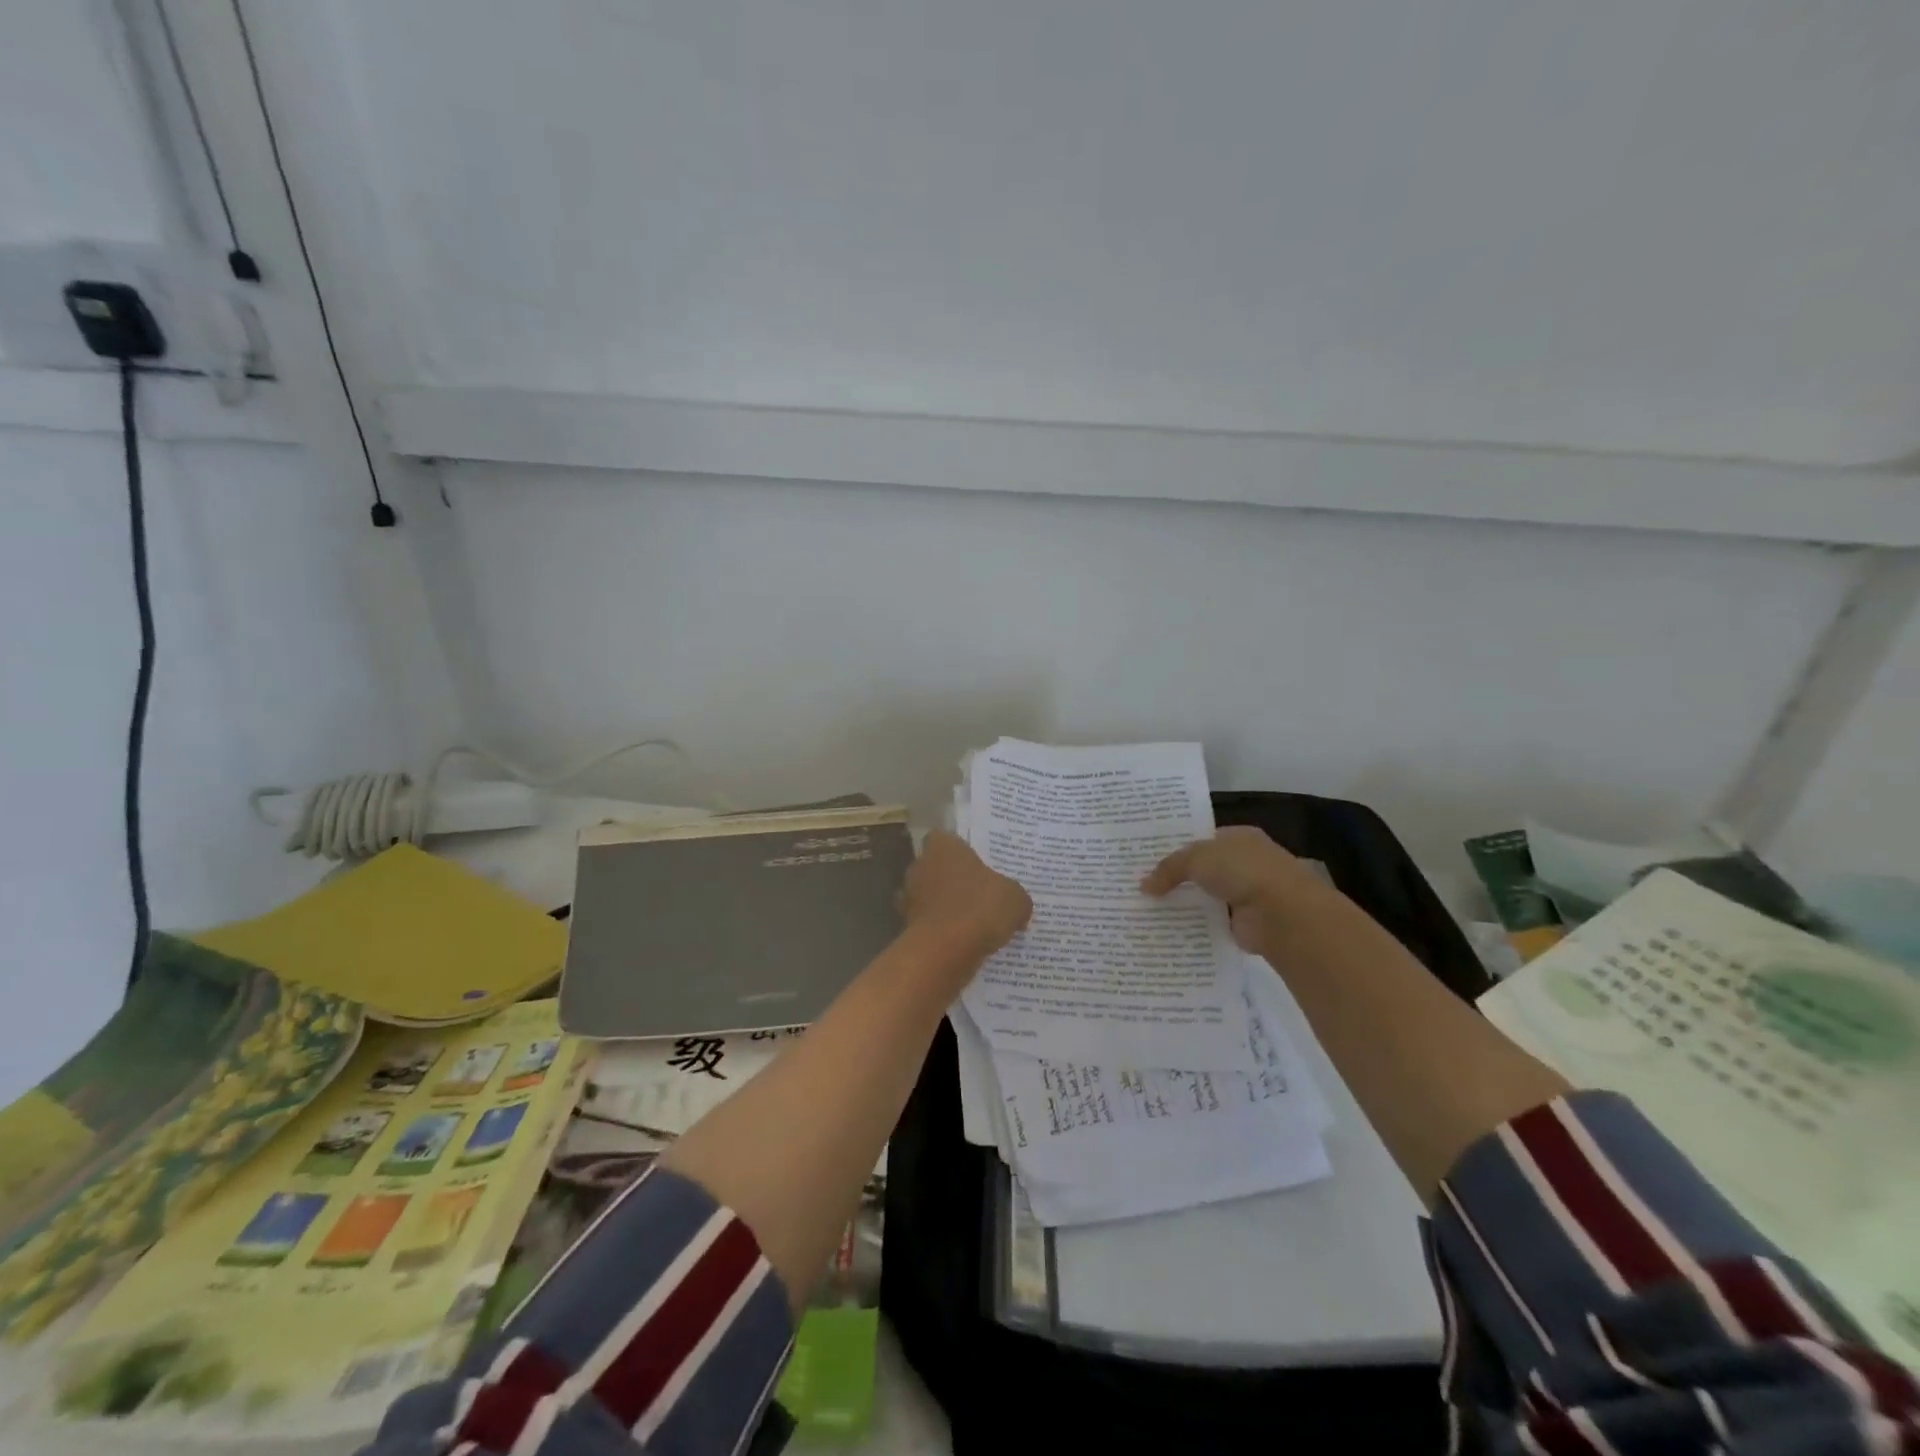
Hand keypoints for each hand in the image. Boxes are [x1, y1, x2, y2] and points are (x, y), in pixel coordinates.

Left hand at [901, 830, 1032, 963]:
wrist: (944, 951)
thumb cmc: (979, 908)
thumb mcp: (1015, 899)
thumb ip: (1016, 896)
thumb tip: (1018, 906)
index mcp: (943, 847)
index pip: (944, 838)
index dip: (959, 849)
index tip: (976, 862)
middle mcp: (921, 867)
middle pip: (935, 867)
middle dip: (953, 879)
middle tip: (979, 892)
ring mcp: (910, 898)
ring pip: (929, 896)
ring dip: (945, 906)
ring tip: (972, 920)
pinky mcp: (908, 927)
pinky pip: (928, 924)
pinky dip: (940, 931)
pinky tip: (962, 942)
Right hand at [1141, 826, 1321, 952]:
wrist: (1281, 913)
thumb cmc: (1242, 870)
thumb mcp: (1196, 858)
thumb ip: (1169, 868)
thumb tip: (1144, 886)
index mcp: (1239, 837)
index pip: (1203, 839)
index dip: (1176, 847)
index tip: (1147, 858)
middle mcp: (1245, 862)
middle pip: (1203, 868)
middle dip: (1177, 877)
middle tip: (1142, 885)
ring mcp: (1247, 893)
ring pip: (1206, 896)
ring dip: (1185, 902)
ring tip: (1148, 908)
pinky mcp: (1245, 923)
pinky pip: (1212, 921)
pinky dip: (1195, 925)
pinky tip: (1168, 928)